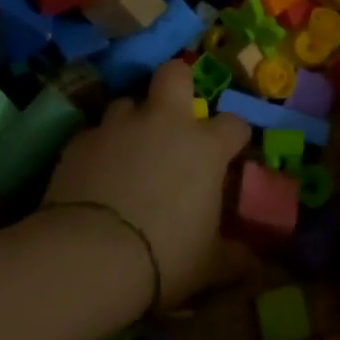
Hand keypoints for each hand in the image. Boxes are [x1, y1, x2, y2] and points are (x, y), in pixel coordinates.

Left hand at [42, 59, 251, 306]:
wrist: (90, 256)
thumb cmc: (165, 256)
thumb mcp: (209, 264)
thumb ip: (236, 258)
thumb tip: (259, 266)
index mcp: (205, 146)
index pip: (234, 124)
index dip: (234, 137)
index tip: (230, 154)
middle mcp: (164, 122)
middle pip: (175, 74)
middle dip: (178, 83)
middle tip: (174, 113)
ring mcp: (119, 126)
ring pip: (127, 102)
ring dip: (132, 120)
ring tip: (128, 149)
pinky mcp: (80, 139)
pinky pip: (94, 132)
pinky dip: (98, 147)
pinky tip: (94, 173)